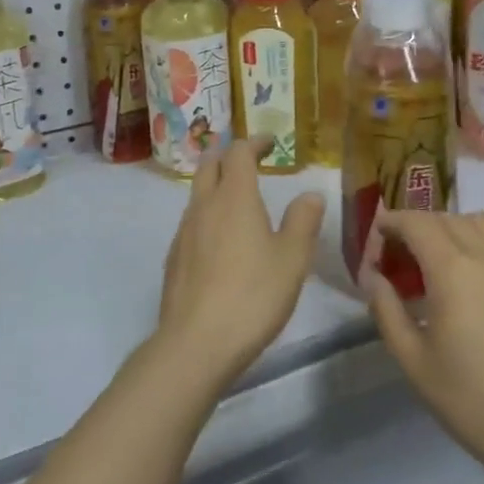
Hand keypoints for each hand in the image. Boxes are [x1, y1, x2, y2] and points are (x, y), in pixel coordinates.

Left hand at [155, 137, 326, 391]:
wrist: (196, 342)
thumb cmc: (253, 295)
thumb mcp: (292, 258)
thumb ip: (303, 221)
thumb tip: (310, 194)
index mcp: (234, 197)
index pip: (239, 152)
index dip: (255, 142)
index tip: (271, 143)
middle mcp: (204, 205)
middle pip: (209, 164)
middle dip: (228, 154)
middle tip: (248, 159)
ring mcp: (184, 231)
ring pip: (197, 192)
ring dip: (215, 183)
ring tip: (236, 197)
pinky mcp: (174, 257)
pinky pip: (191, 221)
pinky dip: (207, 212)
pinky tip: (219, 238)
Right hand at [362, 211, 483, 483]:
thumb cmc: (469, 399)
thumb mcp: (412, 359)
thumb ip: (386, 308)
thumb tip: (373, 276)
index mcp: (453, 270)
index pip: (417, 223)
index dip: (393, 222)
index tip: (378, 234)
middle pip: (448, 218)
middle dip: (420, 226)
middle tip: (404, 253)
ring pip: (483, 223)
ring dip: (455, 228)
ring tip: (444, 258)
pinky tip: (482, 276)